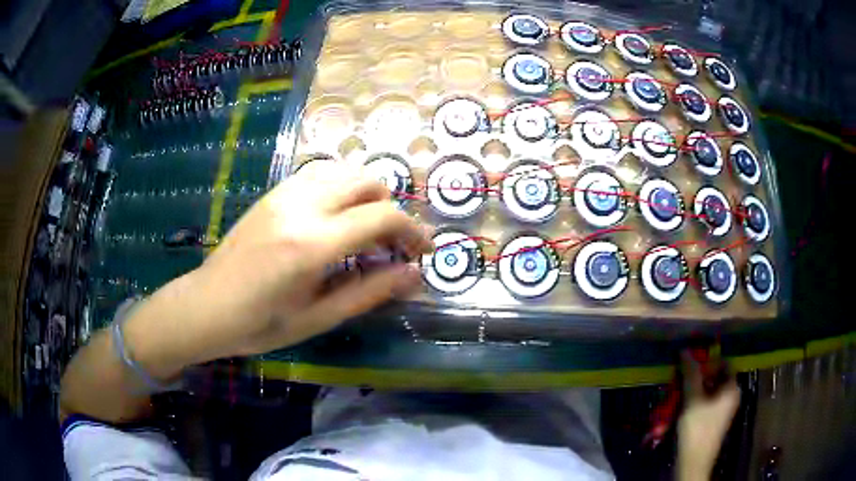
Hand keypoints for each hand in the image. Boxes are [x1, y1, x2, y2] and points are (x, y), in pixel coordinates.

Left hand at [127, 161, 432, 369]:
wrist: (207, 306)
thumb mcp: (319, 317)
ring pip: (344, 172)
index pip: (382, 216)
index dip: (413, 231)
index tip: (422, 252)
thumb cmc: (260, 324)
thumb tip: (414, 275)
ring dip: (366, 196)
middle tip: (391, 245)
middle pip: (368, 182)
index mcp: (312, 243)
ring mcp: (284, 194)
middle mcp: (301, 206)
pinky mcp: (273, 193)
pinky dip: (341, 189)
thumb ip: (370, 292)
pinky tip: (335, 219)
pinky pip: (320, 175)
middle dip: (391, 209)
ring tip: (365, 230)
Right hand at [676, 352, 740, 479]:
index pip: (723, 364)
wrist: (694, 462)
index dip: (708, 361)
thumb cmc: (697, 429)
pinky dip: (694, 402)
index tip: (691, 364)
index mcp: (732, 388)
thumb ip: (691, 375)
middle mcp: (731, 396)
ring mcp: (722, 410)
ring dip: (693, 390)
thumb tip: (686, 351)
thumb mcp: (693, 400)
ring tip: (677, 393)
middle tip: (681, 378)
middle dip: (697, 377)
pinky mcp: (713, 421)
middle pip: (715, 378)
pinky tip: (680, 407)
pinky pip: (705, 404)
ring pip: (708, 392)